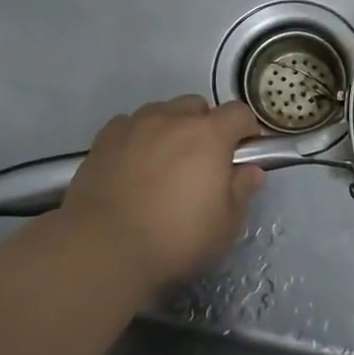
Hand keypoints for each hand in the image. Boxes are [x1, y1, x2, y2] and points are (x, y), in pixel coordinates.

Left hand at [57, 96, 265, 288]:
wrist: (102, 247)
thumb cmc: (174, 237)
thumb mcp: (225, 224)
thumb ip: (242, 191)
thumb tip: (251, 171)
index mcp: (210, 134)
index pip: (239, 113)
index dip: (246, 131)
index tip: (243, 155)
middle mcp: (174, 118)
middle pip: (198, 107)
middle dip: (205, 127)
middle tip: (201, 163)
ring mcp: (136, 124)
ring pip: (163, 112)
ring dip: (171, 129)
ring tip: (163, 164)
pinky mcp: (105, 138)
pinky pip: (131, 125)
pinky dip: (138, 138)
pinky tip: (132, 167)